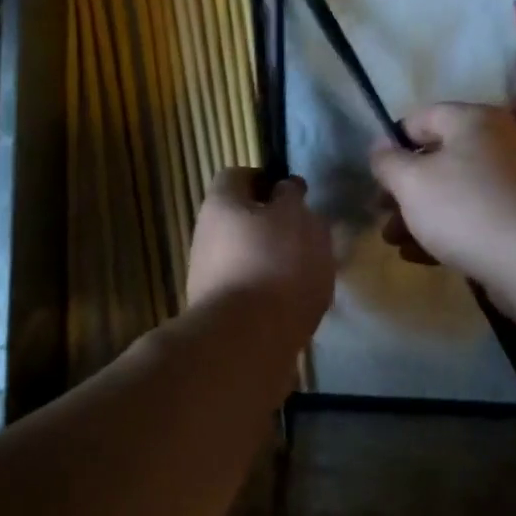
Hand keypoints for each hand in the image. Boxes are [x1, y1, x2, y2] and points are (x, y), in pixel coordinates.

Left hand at [187, 169, 335, 344]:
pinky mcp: (220, 312)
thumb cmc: (276, 264)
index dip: (266, 180)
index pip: (238, 176)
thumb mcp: (296, 218)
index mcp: (220, 204)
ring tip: (309, 276)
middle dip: (273, 226)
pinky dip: (272, 294)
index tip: (293, 195)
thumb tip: (284, 191)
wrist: (247, 340)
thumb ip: (292, 199)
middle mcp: (206, 236)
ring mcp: (208, 277)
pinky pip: (251, 291)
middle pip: (240, 220)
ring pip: (247, 257)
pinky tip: (296, 306)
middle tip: (308, 237)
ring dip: (275, 262)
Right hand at [369, 104, 515, 275]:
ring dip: (416, 215)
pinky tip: (417, 256)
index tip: (374, 173)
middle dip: (402, 189)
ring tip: (393, 242)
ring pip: (450, 193)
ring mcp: (507, 183)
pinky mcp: (513, 219)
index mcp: (472, 121)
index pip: (421, 118)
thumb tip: (380, 150)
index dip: (391, 143)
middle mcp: (494, 145)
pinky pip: (469, 218)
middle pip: (435, 159)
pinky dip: (441, 232)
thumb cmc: (462, 207)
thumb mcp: (410, 181)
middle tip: (380, 213)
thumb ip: (387, 162)